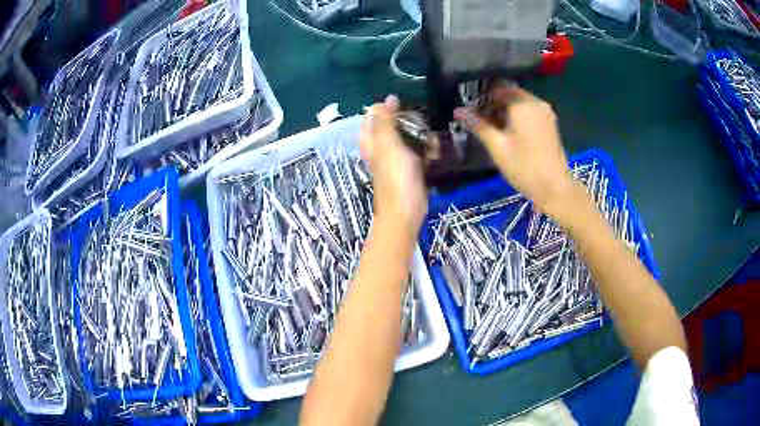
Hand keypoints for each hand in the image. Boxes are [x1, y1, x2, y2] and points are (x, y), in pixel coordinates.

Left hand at [360, 95, 426, 231]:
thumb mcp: (388, 144)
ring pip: (408, 137)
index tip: (402, 103)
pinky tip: (435, 151)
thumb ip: (386, 120)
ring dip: (420, 135)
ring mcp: (397, 158)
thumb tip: (389, 98)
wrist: (406, 210)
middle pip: (392, 125)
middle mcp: (382, 148)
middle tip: (420, 119)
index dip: (385, 107)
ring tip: (430, 137)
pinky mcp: (412, 168)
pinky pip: (419, 152)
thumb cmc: (395, 176)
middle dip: (407, 120)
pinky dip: (427, 149)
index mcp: (371, 141)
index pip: (373, 116)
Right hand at [455, 84, 576, 217]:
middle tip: (479, 120)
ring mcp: (545, 112)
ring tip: (492, 127)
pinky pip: (529, 110)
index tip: (472, 111)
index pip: (498, 87)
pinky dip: (517, 115)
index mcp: (522, 104)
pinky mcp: (550, 122)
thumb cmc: (524, 167)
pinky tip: (509, 131)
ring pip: (520, 102)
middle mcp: (536, 102)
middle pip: (510, 93)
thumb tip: (458, 111)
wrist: (554, 188)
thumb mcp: (497, 146)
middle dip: (493, 103)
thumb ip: (478, 125)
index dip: (482, 97)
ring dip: (505, 110)